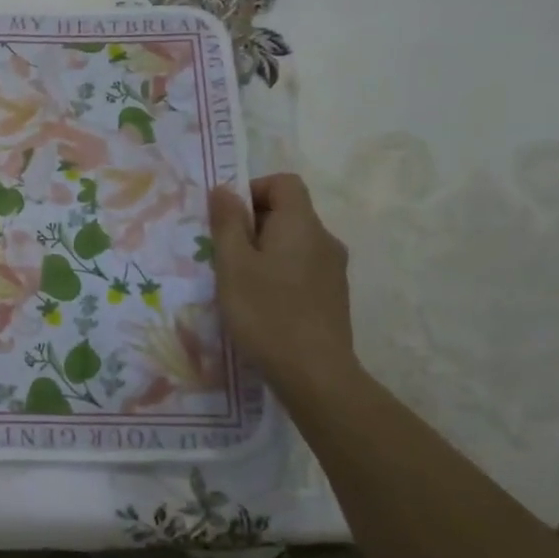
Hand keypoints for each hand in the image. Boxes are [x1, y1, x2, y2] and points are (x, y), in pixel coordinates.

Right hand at [207, 173, 355, 391]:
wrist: (315, 374)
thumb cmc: (266, 312)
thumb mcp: (233, 264)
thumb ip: (227, 222)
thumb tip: (225, 189)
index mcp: (301, 224)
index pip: (284, 182)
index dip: (253, 190)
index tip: (228, 219)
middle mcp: (324, 239)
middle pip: (288, 212)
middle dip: (253, 224)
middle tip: (225, 255)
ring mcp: (333, 269)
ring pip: (294, 242)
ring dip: (265, 251)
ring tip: (240, 282)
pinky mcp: (334, 296)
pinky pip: (302, 267)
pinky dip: (280, 272)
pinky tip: (263, 303)